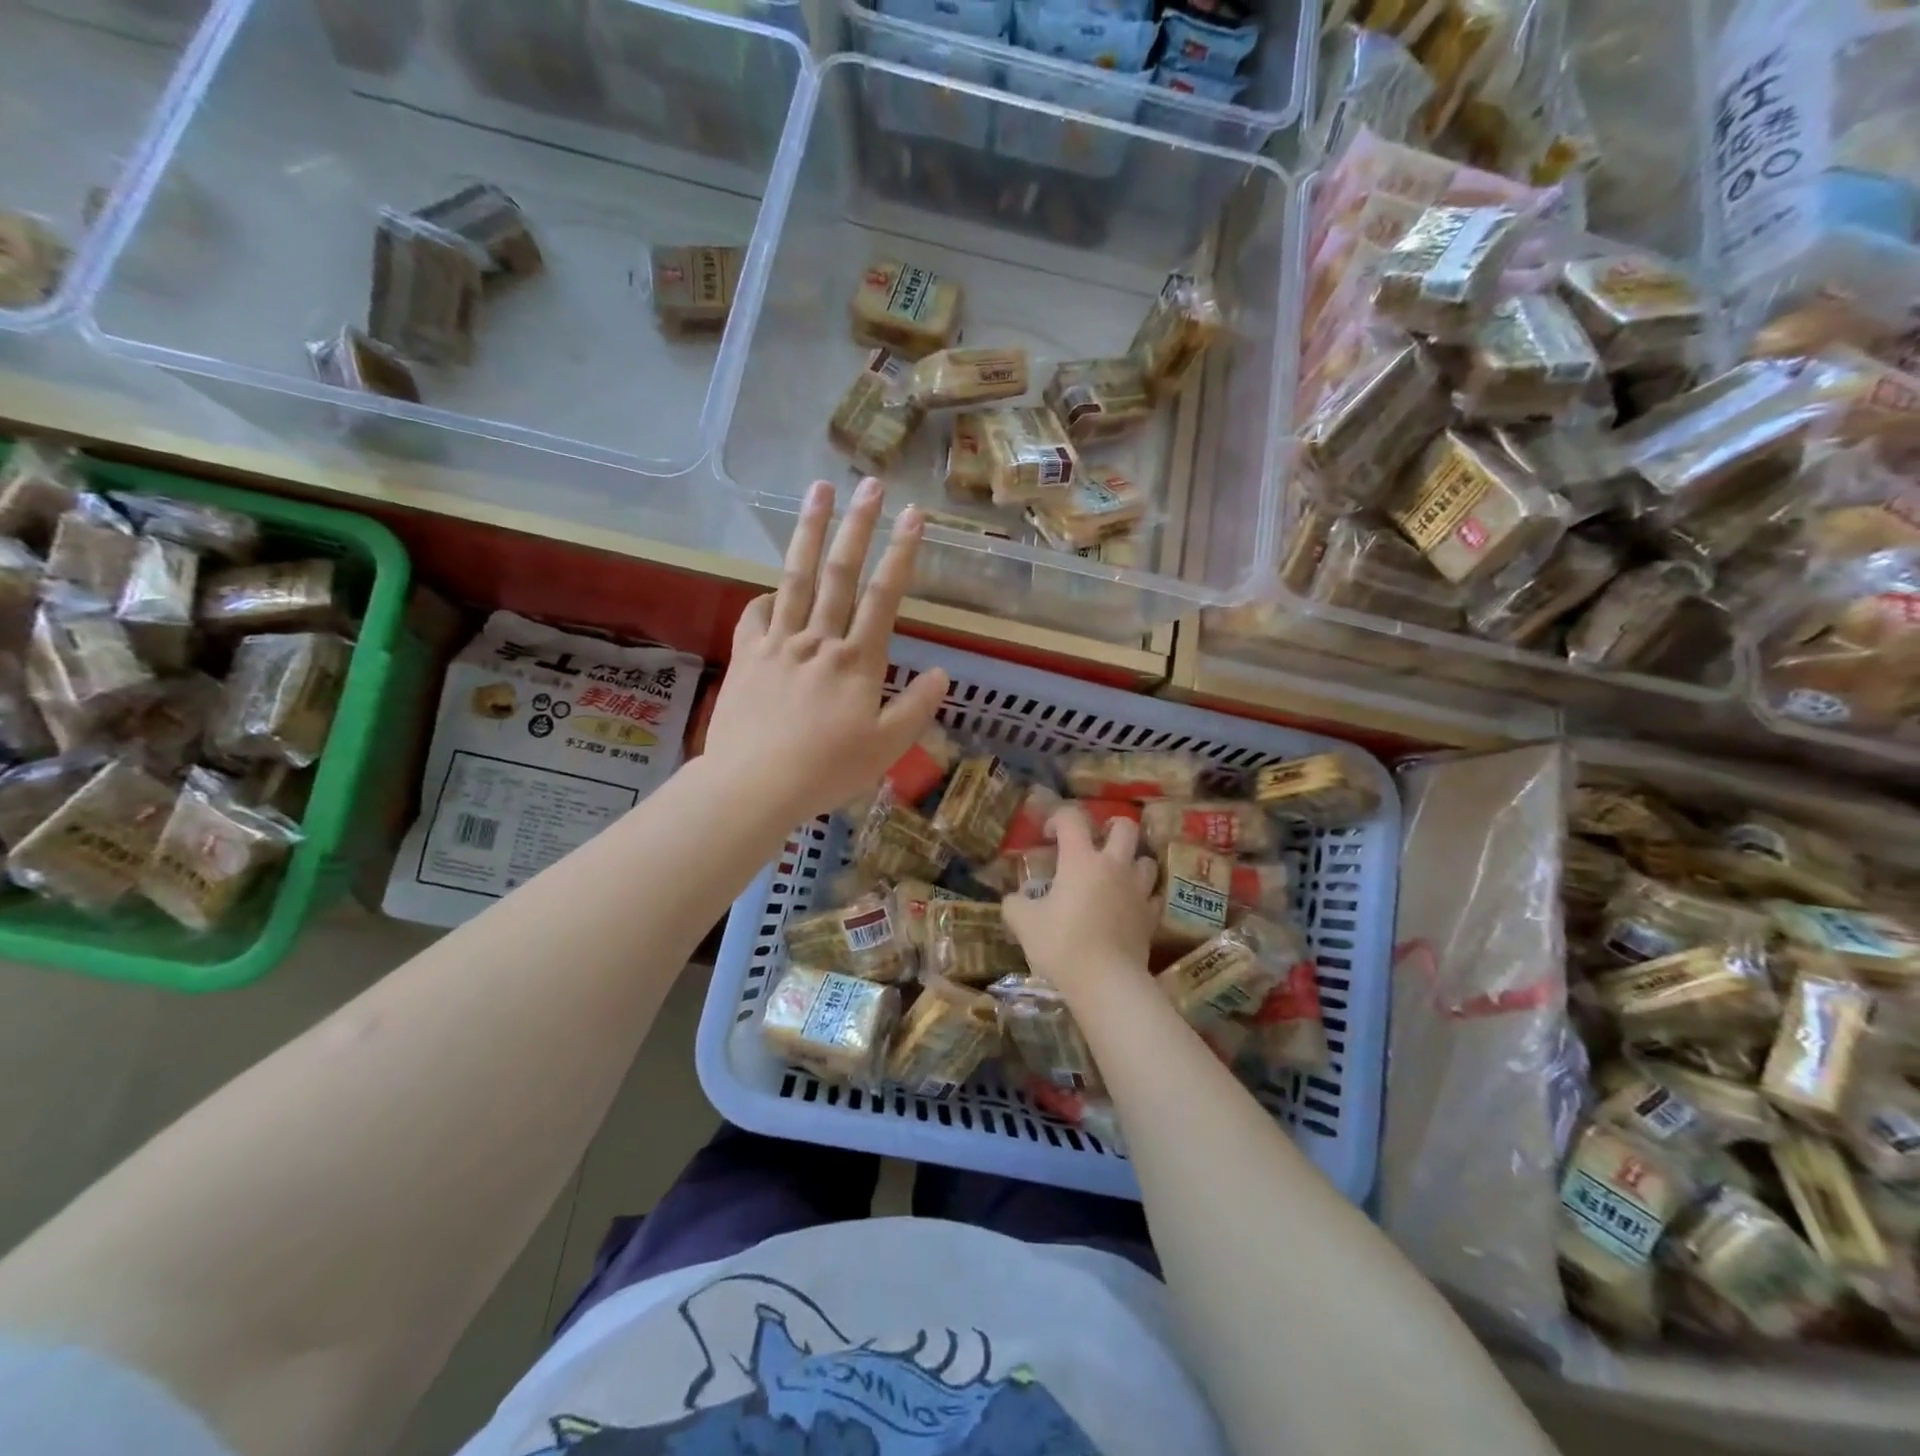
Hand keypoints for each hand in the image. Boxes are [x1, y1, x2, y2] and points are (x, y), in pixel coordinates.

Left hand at [704, 478, 948, 823]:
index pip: (884, 596)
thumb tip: (942, 672)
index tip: (914, 515)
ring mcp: (778, 644)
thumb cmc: (825, 771)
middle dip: (858, 525)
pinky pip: (756, 614)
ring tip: (817, 491)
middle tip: (870, 484)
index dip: (902, 553)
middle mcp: (818, 640)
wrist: (752, 785)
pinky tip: (773, 589)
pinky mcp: (747, 656)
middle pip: (840, 573)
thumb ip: (915, 707)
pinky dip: (767, 596)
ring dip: (809, 531)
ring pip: (795, 577)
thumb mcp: (885, 748)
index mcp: (857, 661)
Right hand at [1003, 805, 1158, 1001]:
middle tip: (1096, 842)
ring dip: (1132, 861)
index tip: (1048, 835)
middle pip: (1126, 828)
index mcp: (1080, 860)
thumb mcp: (1024, 923)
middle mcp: (1114, 866)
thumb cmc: (1061, 944)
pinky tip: (1130, 905)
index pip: (1072, 819)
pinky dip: (1143, 895)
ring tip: (1116, 874)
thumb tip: (1014, 899)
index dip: (1058, 818)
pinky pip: (1153, 895)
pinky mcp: (1151, 917)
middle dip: (1111, 827)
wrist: (1105, 981)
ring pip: (1146, 859)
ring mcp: (1138, 891)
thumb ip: (1015, 905)